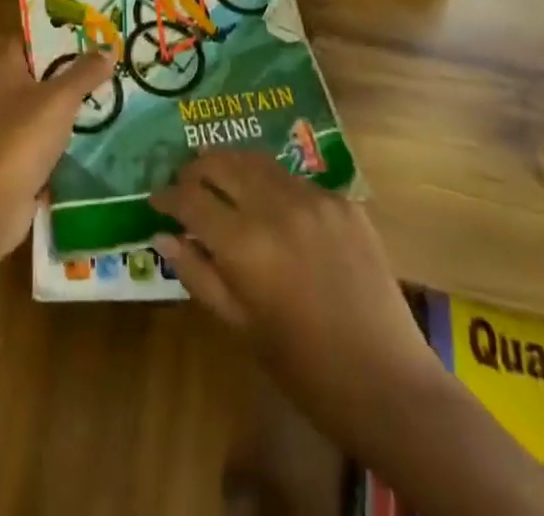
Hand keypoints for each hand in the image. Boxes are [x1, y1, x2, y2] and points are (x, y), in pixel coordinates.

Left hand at [0, 48, 112, 265]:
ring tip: (110, 89)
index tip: (87, 25)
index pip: (28, 37)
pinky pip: (46, 137)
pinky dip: (67, 133)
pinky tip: (96, 130)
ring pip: (44, 105)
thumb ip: (84, 72)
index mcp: (4, 70)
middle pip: (39, 71)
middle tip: (107, 56)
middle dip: (70, 65)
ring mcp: (7, 128)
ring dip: (71, 100)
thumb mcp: (59, 99)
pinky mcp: (16, 159)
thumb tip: (108, 47)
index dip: (54, 29)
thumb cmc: (22, 139)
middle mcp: (2, 93)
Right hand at [151, 152, 435, 434]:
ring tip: (220, 177)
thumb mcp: (240, 327)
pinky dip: (273, 185)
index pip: (190, 199)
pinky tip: (272, 204)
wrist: (387, 382)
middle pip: (221, 163)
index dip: (167, 196)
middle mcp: (275, 206)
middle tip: (185, 183)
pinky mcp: (342, 201)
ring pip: (257, 160)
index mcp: (243, 244)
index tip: (156, 200)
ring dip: (232, 165)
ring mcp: (313, 198)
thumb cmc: (304, 367)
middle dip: (196, 169)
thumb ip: (198, 275)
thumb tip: (162, 236)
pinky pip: (295, 180)